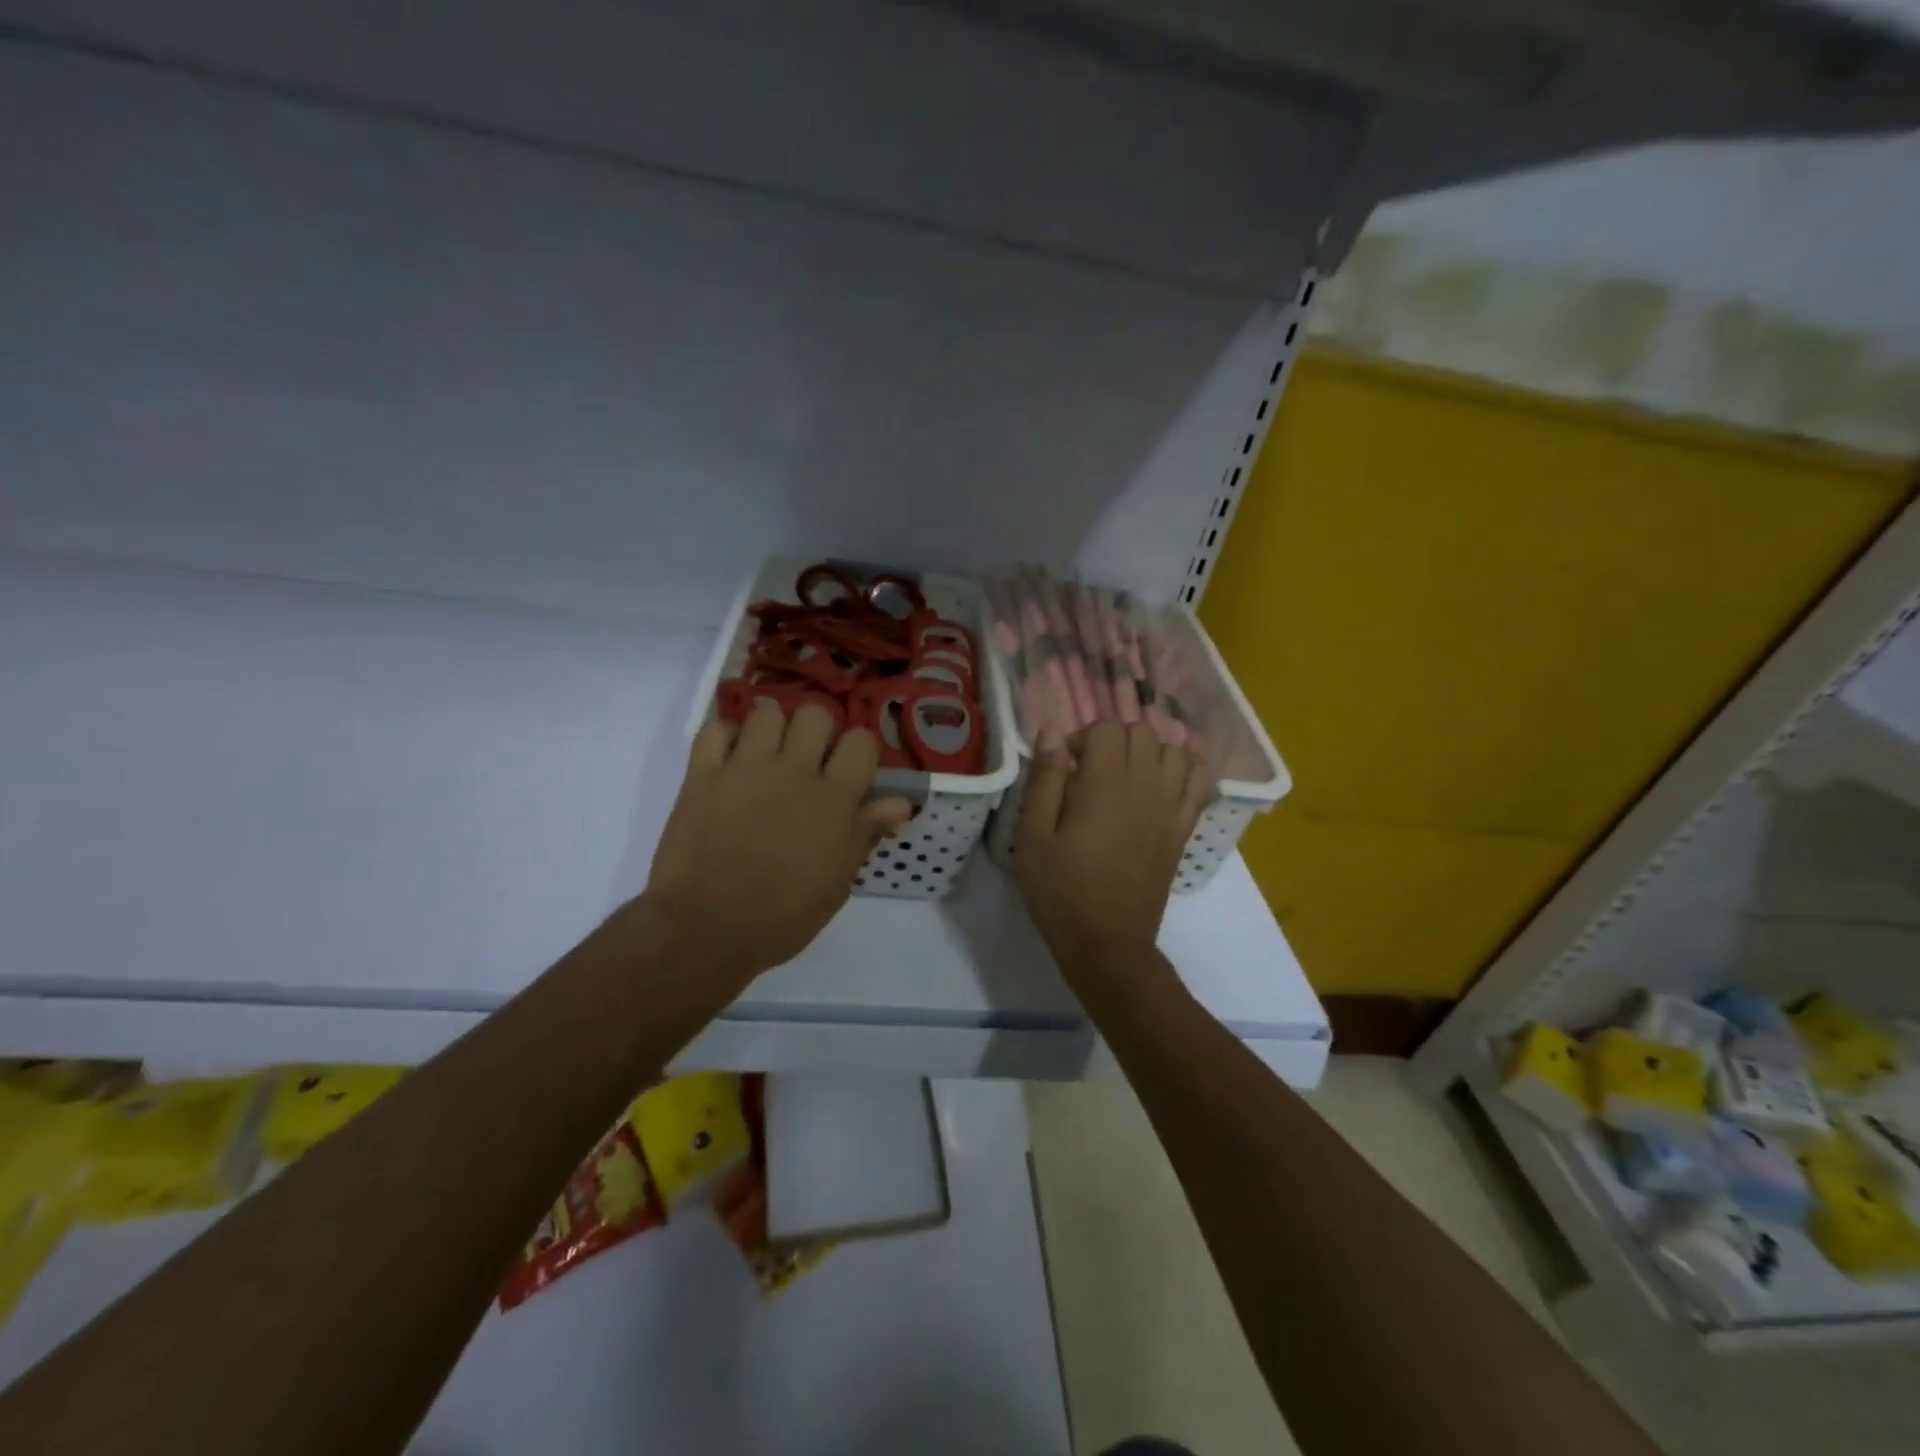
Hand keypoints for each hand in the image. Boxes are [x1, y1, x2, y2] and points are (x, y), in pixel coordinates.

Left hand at [644, 701, 912, 987]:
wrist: (706, 928)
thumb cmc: (782, 916)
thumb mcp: (837, 882)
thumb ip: (865, 833)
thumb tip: (901, 803)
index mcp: (833, 798)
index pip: (861, 742)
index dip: (859, 752)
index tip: (851, 772)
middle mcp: (793, 770)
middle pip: (815, 714)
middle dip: (817, 732)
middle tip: (808, 761)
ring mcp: (745, 768)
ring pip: (767, 713)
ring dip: (772, 729)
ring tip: (767, 756)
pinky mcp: (702, 774)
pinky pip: (715, 730)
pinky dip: (725, 737)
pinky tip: (730, 759)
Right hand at [1013, 722, 1211, 980]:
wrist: (1107, 943)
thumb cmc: (1061, 890)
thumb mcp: (1033, 837)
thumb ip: (1044, 779)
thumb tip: (1052, 731)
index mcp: (1105, 785)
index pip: (1106, 728)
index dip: (1080, 739)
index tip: (1063, 768)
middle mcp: (1146, 786)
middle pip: (1141, 732)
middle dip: (1111, 740)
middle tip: (1088, 772)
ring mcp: (1171, 806)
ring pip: (1173, 749)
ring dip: (1147, 750)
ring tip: (1124, 775)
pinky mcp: (1183, 827)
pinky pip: (1199, 779)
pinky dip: (1184, 767)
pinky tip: (1159, 781)